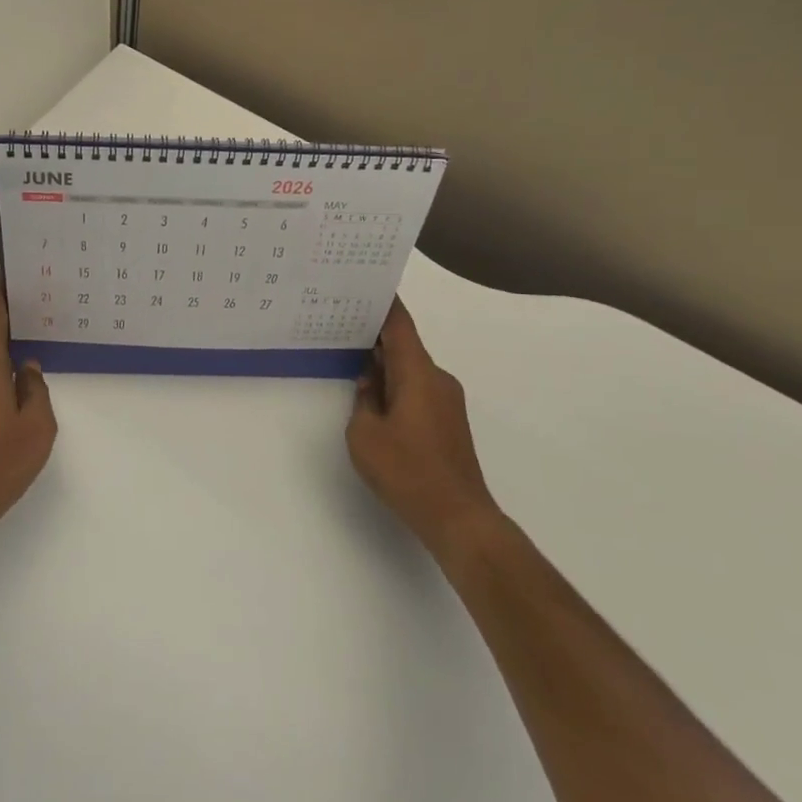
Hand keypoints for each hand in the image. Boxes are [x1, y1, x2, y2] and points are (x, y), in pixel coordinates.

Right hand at [346, 299, 500, 550]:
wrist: (458, 516)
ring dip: (386, 365)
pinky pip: (418, 390)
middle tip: (343, 324)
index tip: (367, 285)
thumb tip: (370, 384)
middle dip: (376, 336)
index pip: (400, 326)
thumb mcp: (364, 434)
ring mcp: (447, 401)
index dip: (384, 304)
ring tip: (353, 362)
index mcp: (418, 373)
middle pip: (405, 346)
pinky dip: (397, 386)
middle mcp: (438, 379)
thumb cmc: (407, 471)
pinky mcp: (448, 422)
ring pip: (411, 370)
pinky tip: (376, 399)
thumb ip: (363, 400)